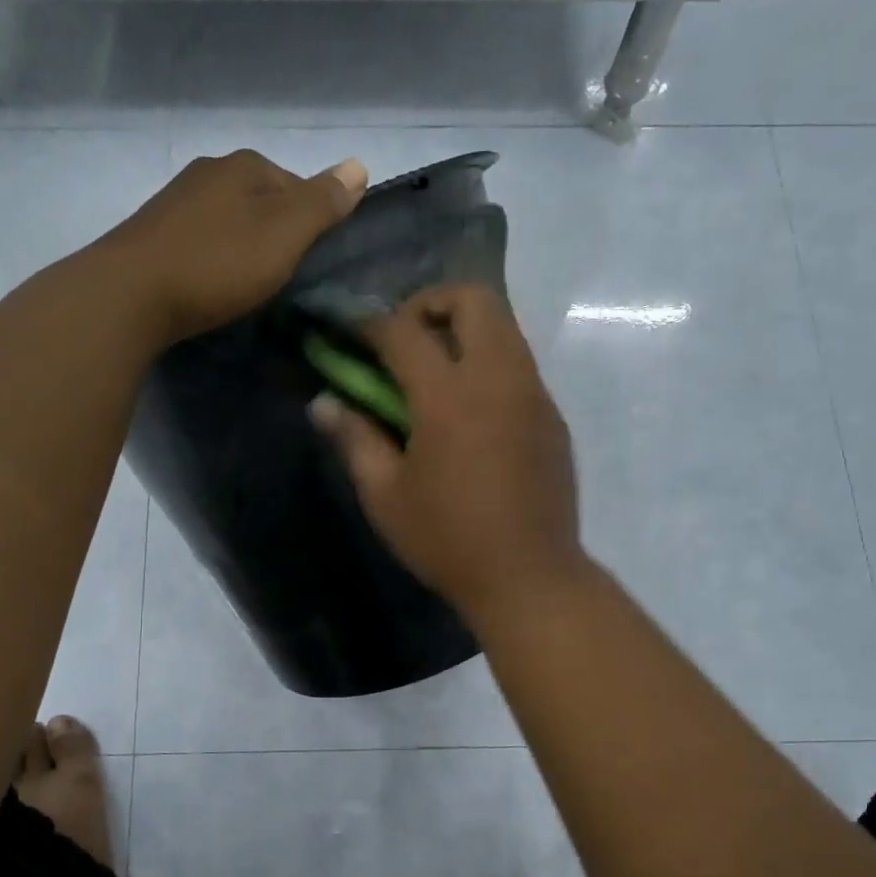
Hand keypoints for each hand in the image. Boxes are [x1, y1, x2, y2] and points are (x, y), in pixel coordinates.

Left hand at [95, 149, 367, 343]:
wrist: (131, 295)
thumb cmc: (218, 263)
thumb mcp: (284, 233)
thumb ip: (323, 202)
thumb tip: (360, 165)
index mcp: (245, 165)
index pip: (296, 184)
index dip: (312, 221)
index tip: (311, 261)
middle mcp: (209, 171)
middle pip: (261, 199)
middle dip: (275, 232)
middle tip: (281, 276)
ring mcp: (175, 200)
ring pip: (228, 219)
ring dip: (242, 245)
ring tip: (247, 284)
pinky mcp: (152, 233)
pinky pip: (200, 240)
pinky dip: (213, 257)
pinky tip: (211, 282)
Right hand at [309, 282, 586, 624]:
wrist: (529, 577)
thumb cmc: (448, 539)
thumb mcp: (386, 495)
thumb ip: (354, 439)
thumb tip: (323, 403)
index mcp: (449, 395)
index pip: (404, 329)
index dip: (371, 324)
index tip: (352, 337)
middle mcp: (498, 378)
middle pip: (473, 298)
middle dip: (431, 303)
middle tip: (404, 342)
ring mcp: (533, 394)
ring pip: (504, 326)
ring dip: (464, 330)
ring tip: (434, 375)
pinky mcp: (552, 416)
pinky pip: (519, 364)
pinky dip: (489, 364)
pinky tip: (470, 415)